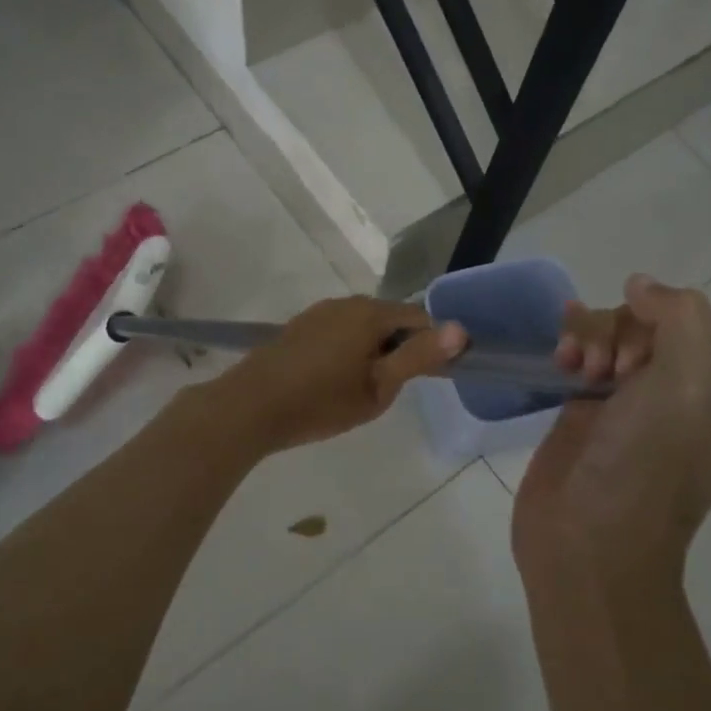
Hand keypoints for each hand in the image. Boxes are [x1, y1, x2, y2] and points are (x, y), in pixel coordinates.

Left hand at [212, 296, 467, 454]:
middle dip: (400, 348)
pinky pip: (340, 332)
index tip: (430, 378)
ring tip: (362, 389)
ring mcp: (320, 312)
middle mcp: (347, 303)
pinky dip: (349, 350)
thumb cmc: (320, 402)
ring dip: (373, 350)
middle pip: (391, 320)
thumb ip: (418, 357)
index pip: (421, 318)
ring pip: (364, 326)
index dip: (433, 346)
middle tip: (392, 389)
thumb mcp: (378, 387)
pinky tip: (334, 380)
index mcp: (371, 313)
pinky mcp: (300, 326)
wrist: (250, 407)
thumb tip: (460, 329)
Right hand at [515, 275, 710, 591]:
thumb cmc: (645, 469)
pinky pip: (582, 353)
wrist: (585, 542)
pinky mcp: (585, 409)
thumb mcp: (686, 387)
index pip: (695, 323)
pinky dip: (571, 346)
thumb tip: (642, 283)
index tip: (640, 358)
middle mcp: (678, 395)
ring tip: (576, 369)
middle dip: (621, 333)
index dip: (663, 323)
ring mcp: (628, 402)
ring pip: (611, 333)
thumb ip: (679, 318)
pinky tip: (558, 360)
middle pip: (648, 323)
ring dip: (591, 336)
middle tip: (609, 373)